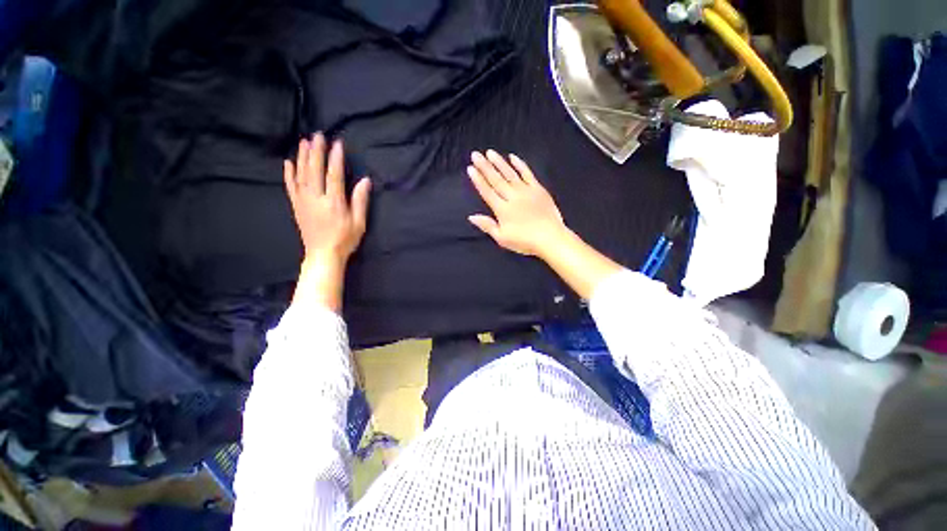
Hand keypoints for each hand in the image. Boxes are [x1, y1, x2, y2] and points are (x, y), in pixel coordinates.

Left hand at [284, 134, 371, 264]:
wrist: (323, 255)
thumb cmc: (345, 239)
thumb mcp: (359, 223)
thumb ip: (360, 201)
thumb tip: (365, 180)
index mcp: (334, 203)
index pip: (334, 175)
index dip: (336, 158)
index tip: (337, 143)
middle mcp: (316, 198)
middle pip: (315, 170)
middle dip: (317, 151)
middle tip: (318, 134)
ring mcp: (303, 201)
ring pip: (301, 174)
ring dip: (303, 156)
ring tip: (304, 141)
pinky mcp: (296, 206)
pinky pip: (290, 186)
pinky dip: (289, 173)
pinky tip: (289, 162)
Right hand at [467, 150, 566, 257]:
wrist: (550, 237)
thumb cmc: (525, 241)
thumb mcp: (502, 238)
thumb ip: (487, 226)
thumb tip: (471, 216)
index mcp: (502, 209)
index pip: (487, 192)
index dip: (478, 180)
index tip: (470, 168)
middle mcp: (512, 197)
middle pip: (496, 180)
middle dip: (485, 167)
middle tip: (475, 154)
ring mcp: (526, 191)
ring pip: (510, 174)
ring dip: (499, 162)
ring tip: (490, 152)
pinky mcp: (538, 189)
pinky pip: (527, 174)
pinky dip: (520, 165)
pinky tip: (513, 157)